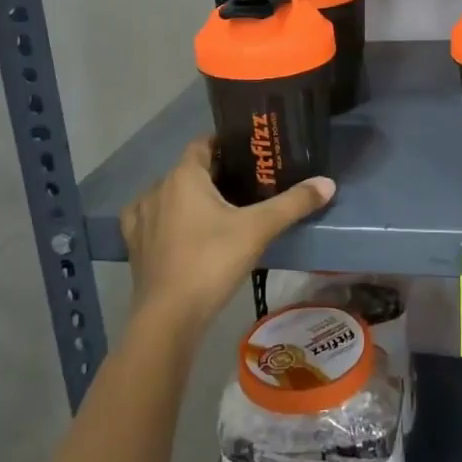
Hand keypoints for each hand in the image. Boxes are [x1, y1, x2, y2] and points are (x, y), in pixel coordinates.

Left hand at [119, 138, 334, 335]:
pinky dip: (164, 219)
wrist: (169, 316)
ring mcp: (141, 217)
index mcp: (184, 176)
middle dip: (212, 174)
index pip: (202, 144)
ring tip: (214, 211)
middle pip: (187, 170)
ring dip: (186, 197)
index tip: (247, 153)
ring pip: (167, 194)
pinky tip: (178, 231)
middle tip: (243, 186)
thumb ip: (293, 203)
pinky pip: (150, 219)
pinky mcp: (133, 245)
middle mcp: (157, 188)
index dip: (223, 144)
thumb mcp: (259, 229)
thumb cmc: (212, 261)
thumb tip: (328, 183)